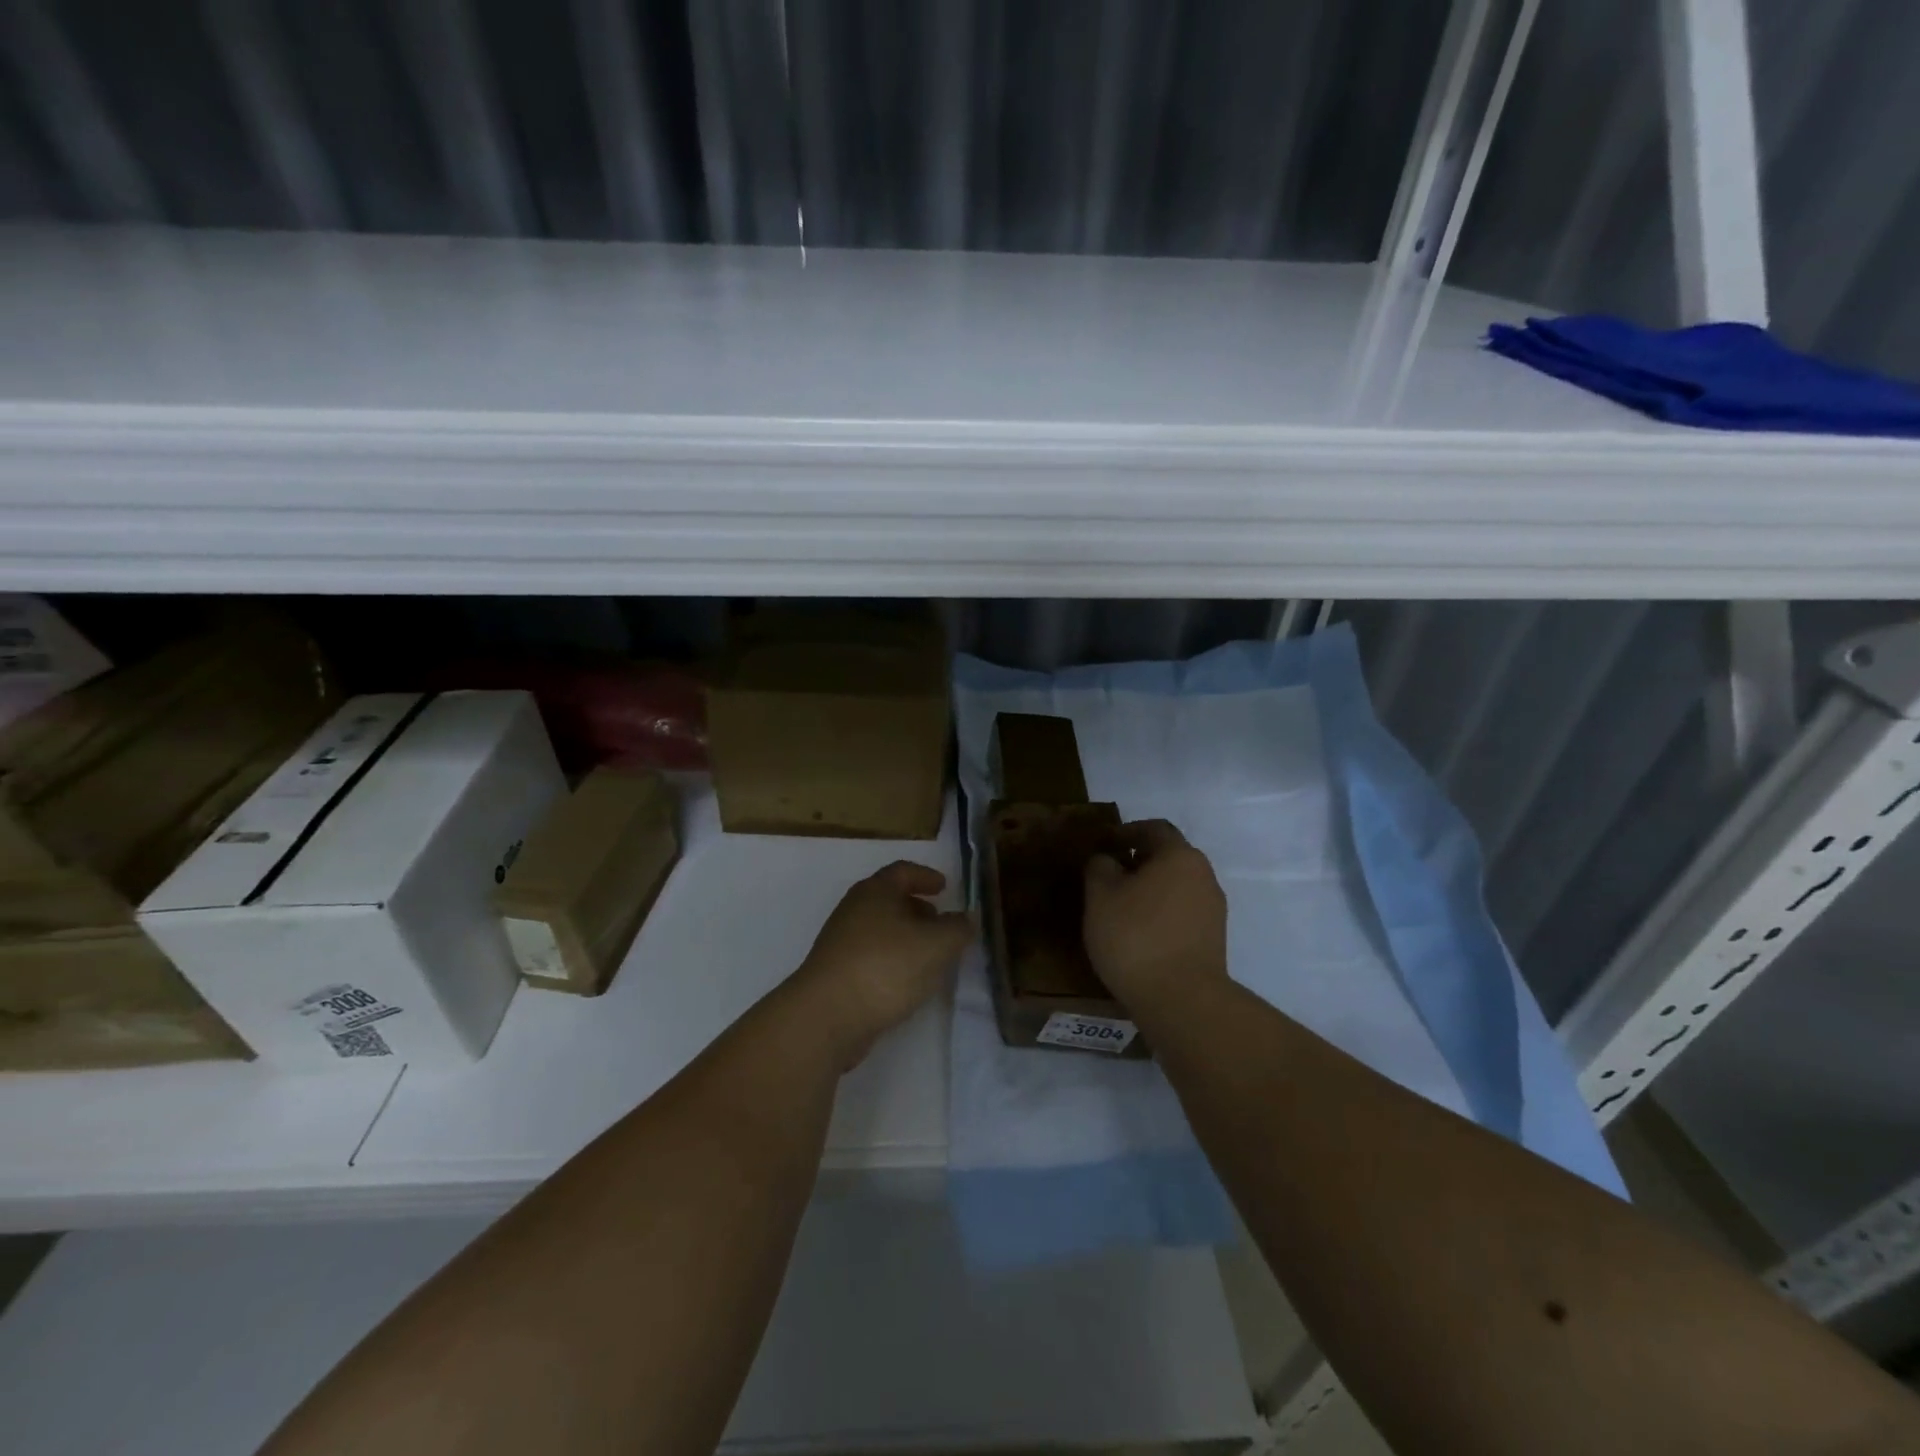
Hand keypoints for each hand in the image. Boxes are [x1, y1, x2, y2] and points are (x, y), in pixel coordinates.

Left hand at [789, 862, 972, 1067]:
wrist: (827, 1016)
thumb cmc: (886, 966)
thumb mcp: (936, 945)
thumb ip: (957, 929)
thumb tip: (967, 918)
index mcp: (875, 891)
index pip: (903, 871)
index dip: (926, 876)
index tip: (945, 887)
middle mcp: (854, 910)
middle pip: (889, 899)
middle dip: (917, 908)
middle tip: (941, 923)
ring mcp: (841, 942)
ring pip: (881, 930)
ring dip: (906, 937)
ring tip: (931, 956)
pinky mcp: (836, 973)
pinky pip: (872, 956)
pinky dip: (893, 960)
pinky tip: (908, 982)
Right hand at [1083, 819, 1228, 1012]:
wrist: (1182, 1001)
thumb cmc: (1135, 936)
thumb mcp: (1100, 896)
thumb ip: (1099, 867)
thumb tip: (1107, 859)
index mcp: (1179, 855)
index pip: (1152, 829)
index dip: (1125, 831)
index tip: (1102, 845)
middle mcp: (1203, 875)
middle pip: (1168, 856)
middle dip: (1138, 861)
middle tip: (1108, 876)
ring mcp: (1213, 909)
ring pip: (1176, 886)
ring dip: (1150, 889)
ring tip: (1120, 907)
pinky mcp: (1213, 939)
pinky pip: (1182, 912)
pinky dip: (1161, 913)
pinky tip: (1139, 932)